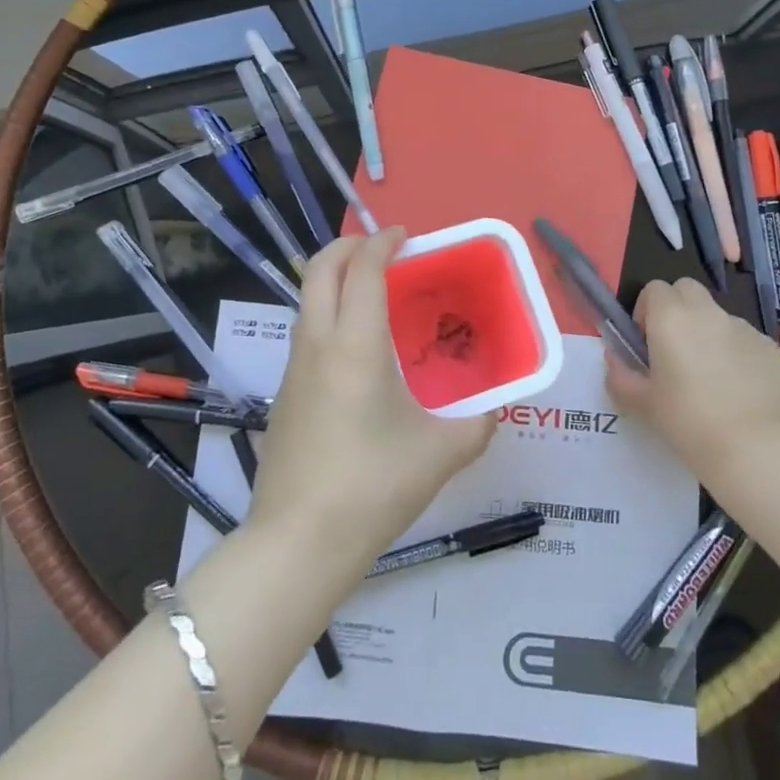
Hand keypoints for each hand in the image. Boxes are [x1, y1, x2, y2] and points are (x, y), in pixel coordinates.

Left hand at [247, 229, 494, 571]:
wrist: (298, 543)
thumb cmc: (373, 487)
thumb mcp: (440, 454)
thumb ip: (477, 427)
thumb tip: (495, 412)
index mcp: (356, 344)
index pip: (363, 270)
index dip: (382, 243)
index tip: (404, 236)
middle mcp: (318, 344)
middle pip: (321, 270)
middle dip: (347, 246)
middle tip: (381, 249)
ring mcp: (294, 369)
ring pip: (308, 300)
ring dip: (334, 279)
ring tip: (372, 293)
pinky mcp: (284, 395)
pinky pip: (305, 333)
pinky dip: (328, 313)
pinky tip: (355, 349)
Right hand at [604, 277, 779, 481]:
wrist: (756, 449)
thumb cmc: (689, 422)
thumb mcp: (643, 404)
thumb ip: (621, 375)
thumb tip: (615, 358)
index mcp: (671, 318)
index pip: (654, 289)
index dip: (646, 311)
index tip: (646, 343)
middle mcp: (707, 312)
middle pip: (686, 290)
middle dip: (676, 309)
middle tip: (673, 349)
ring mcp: (742, 327)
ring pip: (716, 315)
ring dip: (706, 331)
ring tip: (708, 376)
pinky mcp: (768, 346)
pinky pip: (742, 338)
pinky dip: (734, 352)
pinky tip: (736, 389)